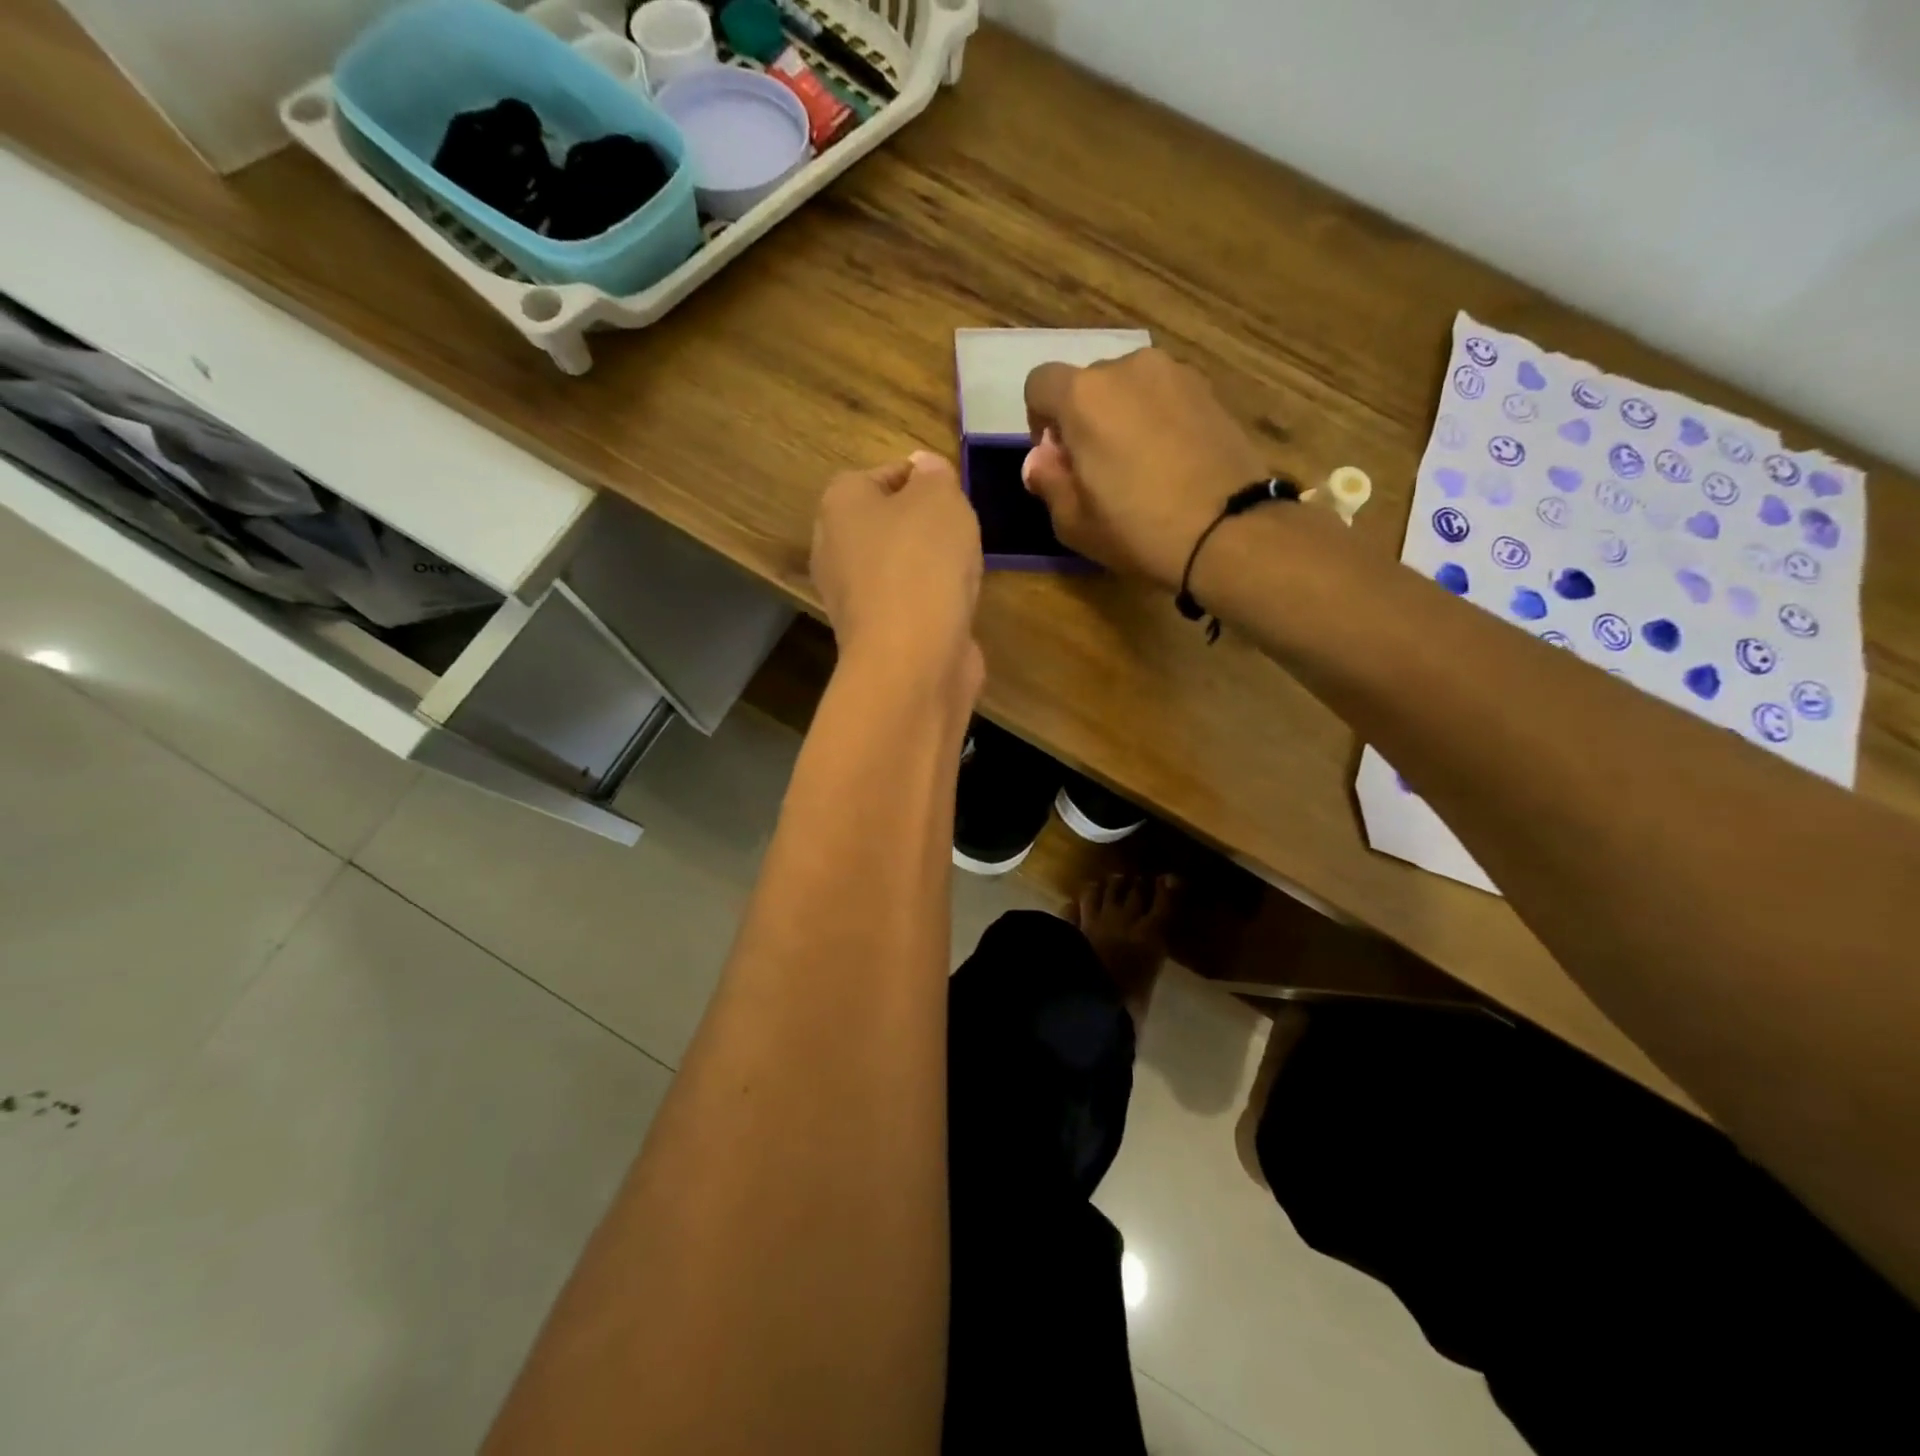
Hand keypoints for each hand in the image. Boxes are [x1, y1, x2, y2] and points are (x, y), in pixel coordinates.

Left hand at [811, 451, 984, 699]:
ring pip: (897, 567)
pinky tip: (954, 608)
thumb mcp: (939, 497)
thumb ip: (934, 475)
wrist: (912, 657)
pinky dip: (929, 603)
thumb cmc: (922, 562)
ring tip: (962, 571)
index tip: (953, 494)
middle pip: (887, 524)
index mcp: (840, 504)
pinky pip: (906, 604)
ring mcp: (850, 597)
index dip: (921, 479)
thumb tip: (923, 468)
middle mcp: (833, 548)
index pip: (881, 475)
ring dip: (930, 568)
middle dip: (925, 527)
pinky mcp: (873, 635)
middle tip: (961, 532)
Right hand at [1023, 349, 1273, 590]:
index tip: (1057, 459)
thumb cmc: (1138, 529)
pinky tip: (1170, 462)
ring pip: (1130, 388)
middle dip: (1083, 418)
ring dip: (1122, 417)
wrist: (1228, 531)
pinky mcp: (1209, 391)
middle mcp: (1128, 368)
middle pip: (1088, 384)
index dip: (1039, 421)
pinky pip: (1165, 398)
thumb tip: (1041, 459)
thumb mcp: (1073, 522)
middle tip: (1096, 469)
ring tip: (1138, 466)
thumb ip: (1047, 480)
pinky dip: (1158, 420)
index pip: (1040, 383)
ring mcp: (1175, 374)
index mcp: (1084, 396)